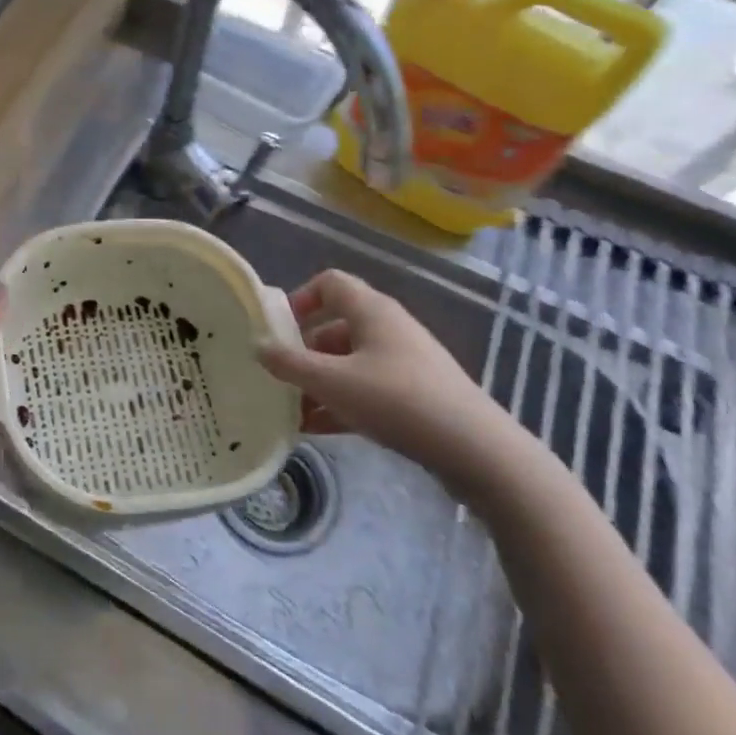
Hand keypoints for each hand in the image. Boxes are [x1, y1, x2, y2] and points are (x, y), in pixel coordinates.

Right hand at [257, 269, 525, 499]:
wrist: (477, 451)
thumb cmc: (397, 400)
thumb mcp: (332, 382)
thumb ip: (289, 364)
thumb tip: (258, 346)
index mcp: (371, 311)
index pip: (329, 283)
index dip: (299, 298)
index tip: (277, 329)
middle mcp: (388, 328)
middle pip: (334, 327)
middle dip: (303, 352)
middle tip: (278, 378)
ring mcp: (404, 363)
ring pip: (349, 363)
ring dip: (319, 383)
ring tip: (292, 412)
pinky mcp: (416, 395)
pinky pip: (367, 389)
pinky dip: (341, 403)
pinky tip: (317, 430)